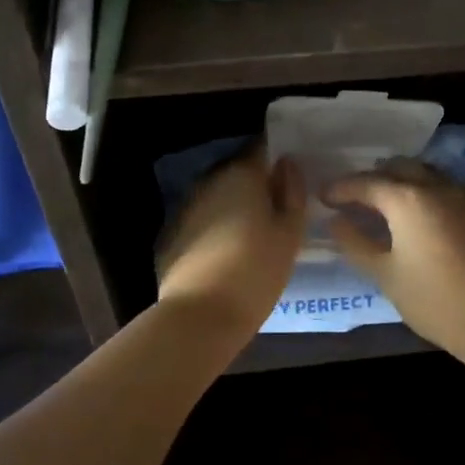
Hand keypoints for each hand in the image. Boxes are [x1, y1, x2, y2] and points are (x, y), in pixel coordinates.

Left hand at [156, 148, 305, 335]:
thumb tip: (287, 164)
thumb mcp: (289, 234)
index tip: (291, 174)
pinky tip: (226, 252)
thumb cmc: (255, 271)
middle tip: (278, 208)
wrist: (199, 316)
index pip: (262, 148)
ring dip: (235, 206)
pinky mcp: (172, 233)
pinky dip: (215, 227)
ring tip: (254, 233)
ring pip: (219, 196)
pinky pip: (202, 219)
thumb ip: (292, 193)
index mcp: (242, 175)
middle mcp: (210, 181)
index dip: (278, 157)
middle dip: (257, 185)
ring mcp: (186, 206)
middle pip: (239, 172)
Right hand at [323, 160, 464, 350]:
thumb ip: (356, 242)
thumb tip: (335, 220)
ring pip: (422, 171)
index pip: (364, 183)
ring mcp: (461, 193)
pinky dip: (423, 189)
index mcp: (406, 198)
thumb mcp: (385, 274)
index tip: (322, 196)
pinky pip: (443, 185)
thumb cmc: (433, 300)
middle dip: (370, 178)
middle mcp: (434, 185)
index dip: (340, 188)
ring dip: (399, 179)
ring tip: (383, 202)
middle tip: (352, 198)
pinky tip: (418, 212)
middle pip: (395, 168)